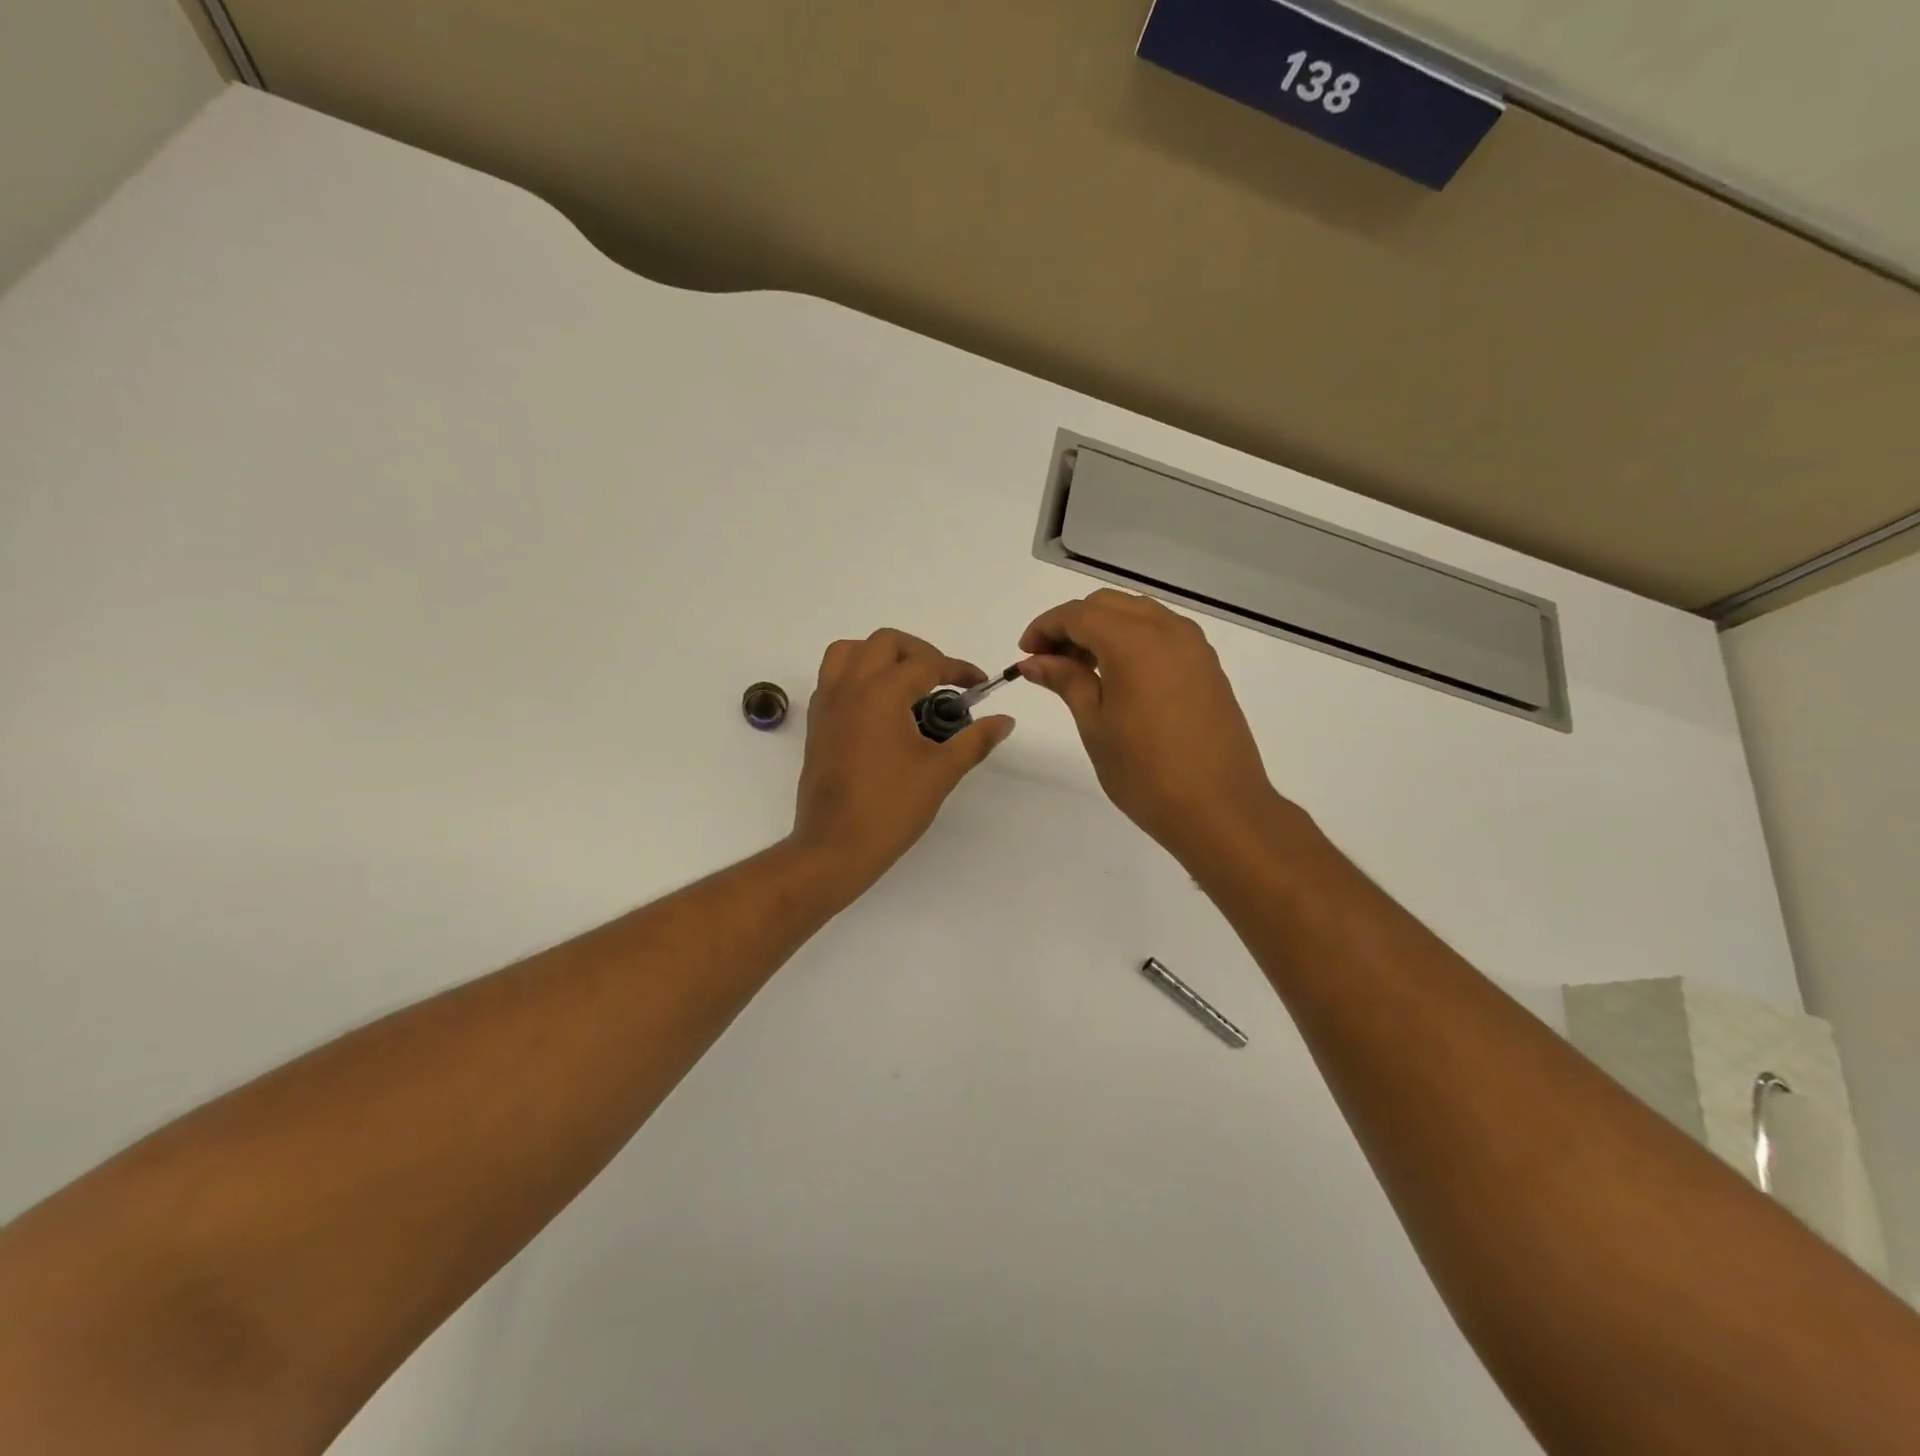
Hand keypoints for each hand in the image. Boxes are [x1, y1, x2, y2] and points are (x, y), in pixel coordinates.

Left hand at [790, 629, 1015, 895]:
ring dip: (879, 655)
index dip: (958, 669)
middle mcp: (850, 687)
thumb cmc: (891, 808)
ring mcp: (827, 704)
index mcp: (882, 693)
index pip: (927, 663)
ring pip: (849, 652)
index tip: (978, 684)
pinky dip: (856, 675)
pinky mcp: (816, 723)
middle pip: (885, 642)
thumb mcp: (942, 772)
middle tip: (942, 679)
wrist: (836, 846)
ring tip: (904, 681)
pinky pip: (832, 678)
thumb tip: (1005, 721)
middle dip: (920, 652)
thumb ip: (975, 740)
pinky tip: (878, 706)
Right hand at [1019, 590, 1282, 864]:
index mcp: (1134, 641)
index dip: (1045, 627)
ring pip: (1138, 614)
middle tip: (1050, 662)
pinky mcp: (1208, 666)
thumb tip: (1034, 661)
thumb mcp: (1095, 724)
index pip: (1078, 614)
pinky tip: (1119, 678)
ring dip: (1103, 630)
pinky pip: (1162, 634)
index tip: (1026, 654)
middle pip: (1108, 605)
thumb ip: (1065, 681)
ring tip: (1082, 671)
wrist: (1220, 809)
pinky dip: (1133, 641)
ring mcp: (1194, 647)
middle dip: (1073, 625)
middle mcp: (1168, 630)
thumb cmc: (1146, 772)